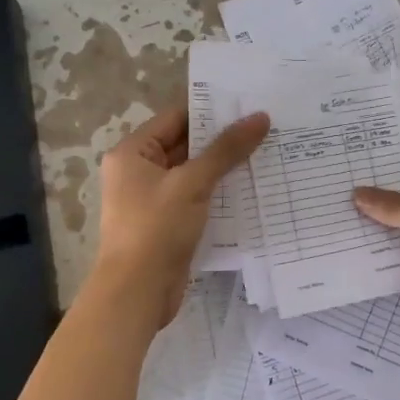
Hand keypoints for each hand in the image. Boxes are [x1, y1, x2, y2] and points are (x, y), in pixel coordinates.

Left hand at [90, 101, 269, 326]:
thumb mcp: (192, 183)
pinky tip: (252, 190)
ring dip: (224, 169)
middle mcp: (139, 172)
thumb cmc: (156, 229)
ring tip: (267, 154)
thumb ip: (226, 150)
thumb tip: (260, 117)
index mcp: (133, 153)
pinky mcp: (168, 224)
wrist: (137, 293)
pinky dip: (219, 194)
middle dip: (222, 141)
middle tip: (266, 129)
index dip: (211, 111)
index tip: (249, 106)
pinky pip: (196, 200)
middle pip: (186, 146)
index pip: (175, 119)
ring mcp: (153, 200)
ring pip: (194, 175)